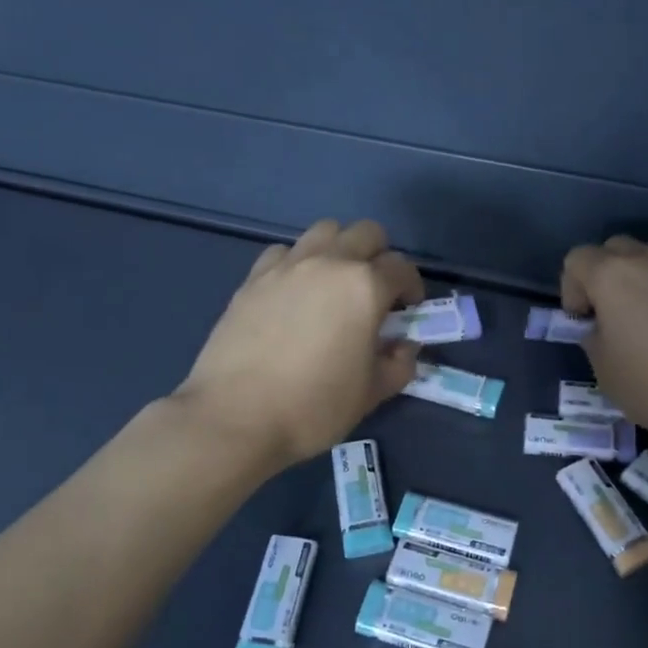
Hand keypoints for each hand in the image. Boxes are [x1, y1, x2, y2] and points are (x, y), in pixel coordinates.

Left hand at [177, 219, 423, 471]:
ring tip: (335, 285)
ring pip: (324, 231)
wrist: (235, 417)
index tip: (408, 311)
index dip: (412, 288)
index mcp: (365, 286)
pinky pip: (284, 252)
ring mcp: (287, 266)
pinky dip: (298, 263)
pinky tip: (294, 294)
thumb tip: (404, 346)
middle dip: (380, 257)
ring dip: (339, 249)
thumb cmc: (314, 407)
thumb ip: (399, 363)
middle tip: (375, 293)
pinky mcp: (253, 278)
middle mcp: (328, 262)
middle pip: (366, 233)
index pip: (402, 268)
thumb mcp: (372, 393)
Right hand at [561, 236, 647, 440]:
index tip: (583, 321)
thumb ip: (594, 339)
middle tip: (610, 315)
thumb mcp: (605, 372)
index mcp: (612, 276)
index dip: (571, 289)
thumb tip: (602, 328)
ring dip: (638, 281)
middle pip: (613, 249)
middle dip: (603, 275)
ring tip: (646, 322)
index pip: (576, 259)